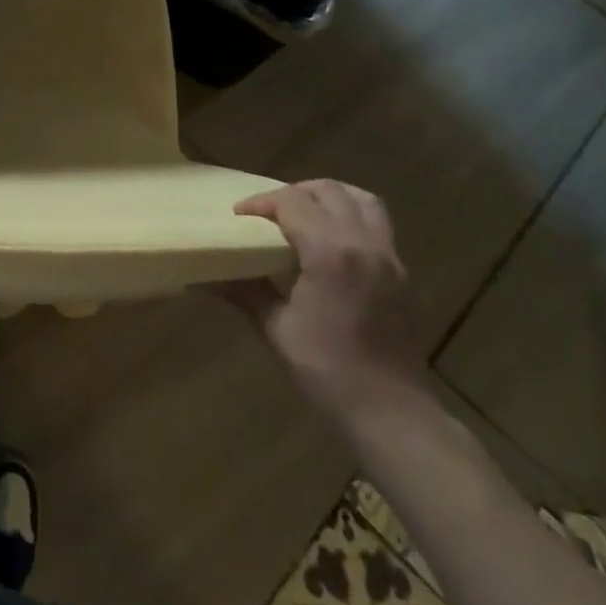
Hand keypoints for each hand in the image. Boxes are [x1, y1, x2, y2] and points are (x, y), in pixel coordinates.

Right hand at [219, 179, 423, 424]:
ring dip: (329, 196)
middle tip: (268, 213)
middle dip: (294, 193)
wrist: (390, 412)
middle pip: (329, 191)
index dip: (262, 202)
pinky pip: (377, 224)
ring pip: (362, 200)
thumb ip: (245, 291)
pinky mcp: (401, 274)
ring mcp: (389, 258)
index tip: (239, 217)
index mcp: (331, 253)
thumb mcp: (277, 329)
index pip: (293, 202)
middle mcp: (364, 244)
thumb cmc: (327, 370)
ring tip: (304, 213)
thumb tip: (204, 277)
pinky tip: (330, 243)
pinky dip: (350, 216)